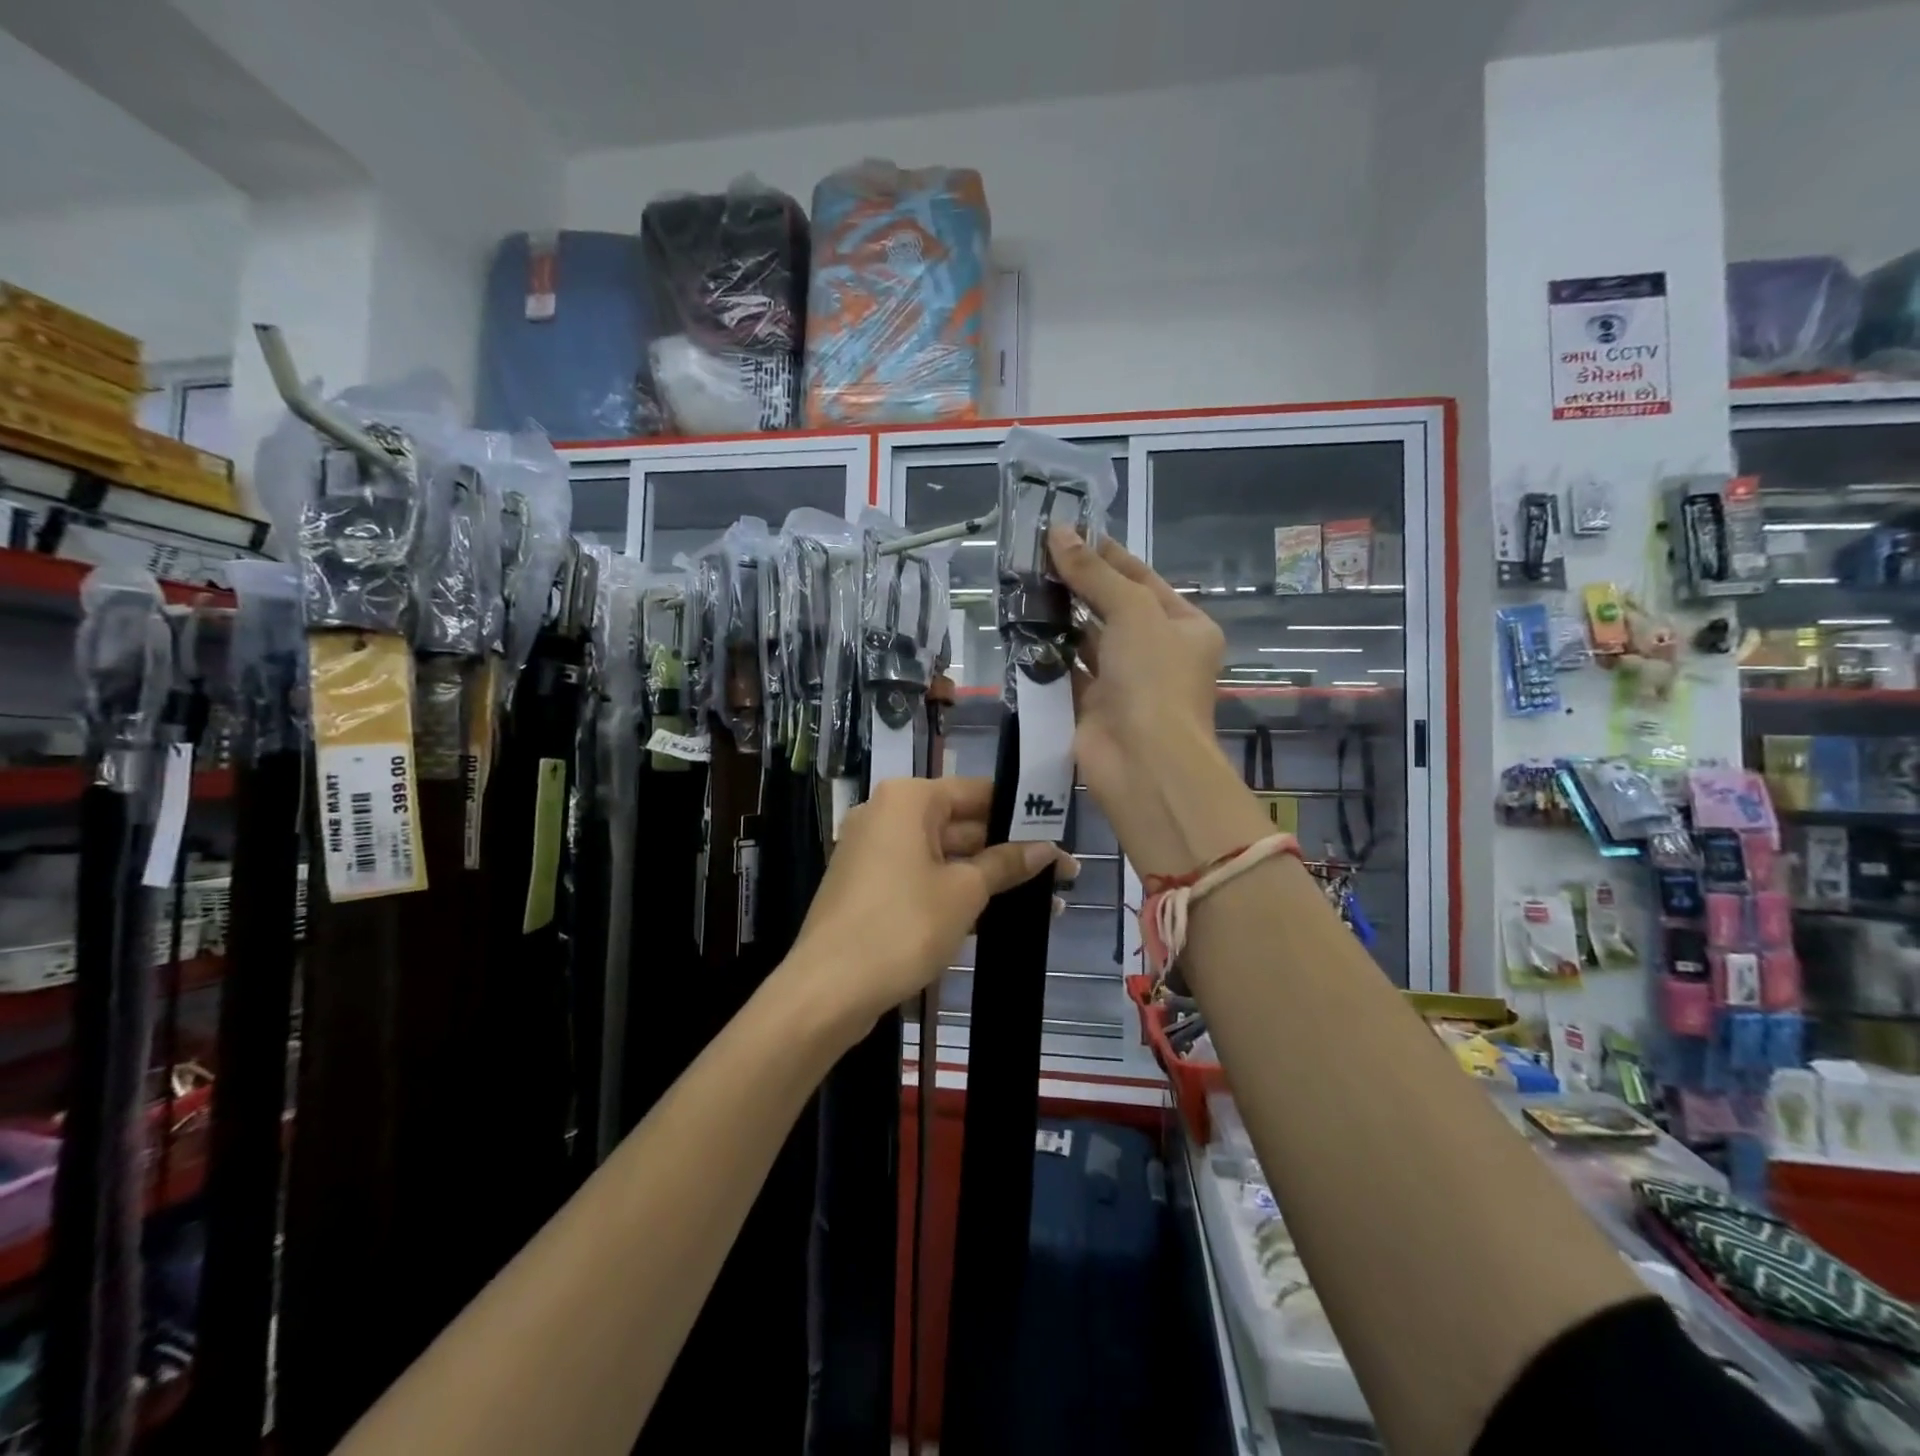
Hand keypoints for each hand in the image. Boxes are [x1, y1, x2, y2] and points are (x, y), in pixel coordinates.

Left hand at [786, 777, 1074, 1033]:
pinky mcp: (870, 887)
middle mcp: (887, 815)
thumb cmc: (902, 926)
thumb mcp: (964, 892)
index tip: (1059, 832)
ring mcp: (875, 852)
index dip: (1020, 813)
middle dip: (1009, 851)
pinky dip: (957, 892)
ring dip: (989, 877)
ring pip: (944, 856)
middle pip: (961, 824)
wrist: (828, 990)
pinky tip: (1000, 916)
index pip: (977, 792)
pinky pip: (924, 878)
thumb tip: (1048, 849)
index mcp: (907, 799)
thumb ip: (1006, 864)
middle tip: (1062, 873)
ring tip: (1045, 901)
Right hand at [1047, 525, 1264, 874]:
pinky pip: (1066, 673)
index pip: (1141, 579)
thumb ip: (1094, 573)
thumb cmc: (1154, 678)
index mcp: (1185, 627)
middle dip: (1076, 586)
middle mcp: (1157, 653)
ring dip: (1058, 620)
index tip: (1067, 532)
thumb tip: (1059, 532)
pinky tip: (1020, 631)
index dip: (1105, 554)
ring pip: (1086, 642)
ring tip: (1020, 588)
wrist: (1144, 762)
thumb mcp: (1133, 611)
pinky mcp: (1093, 708)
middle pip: (1112, 609)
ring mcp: (1124, 683)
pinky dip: (1046, 656)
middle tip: (1033, 558)